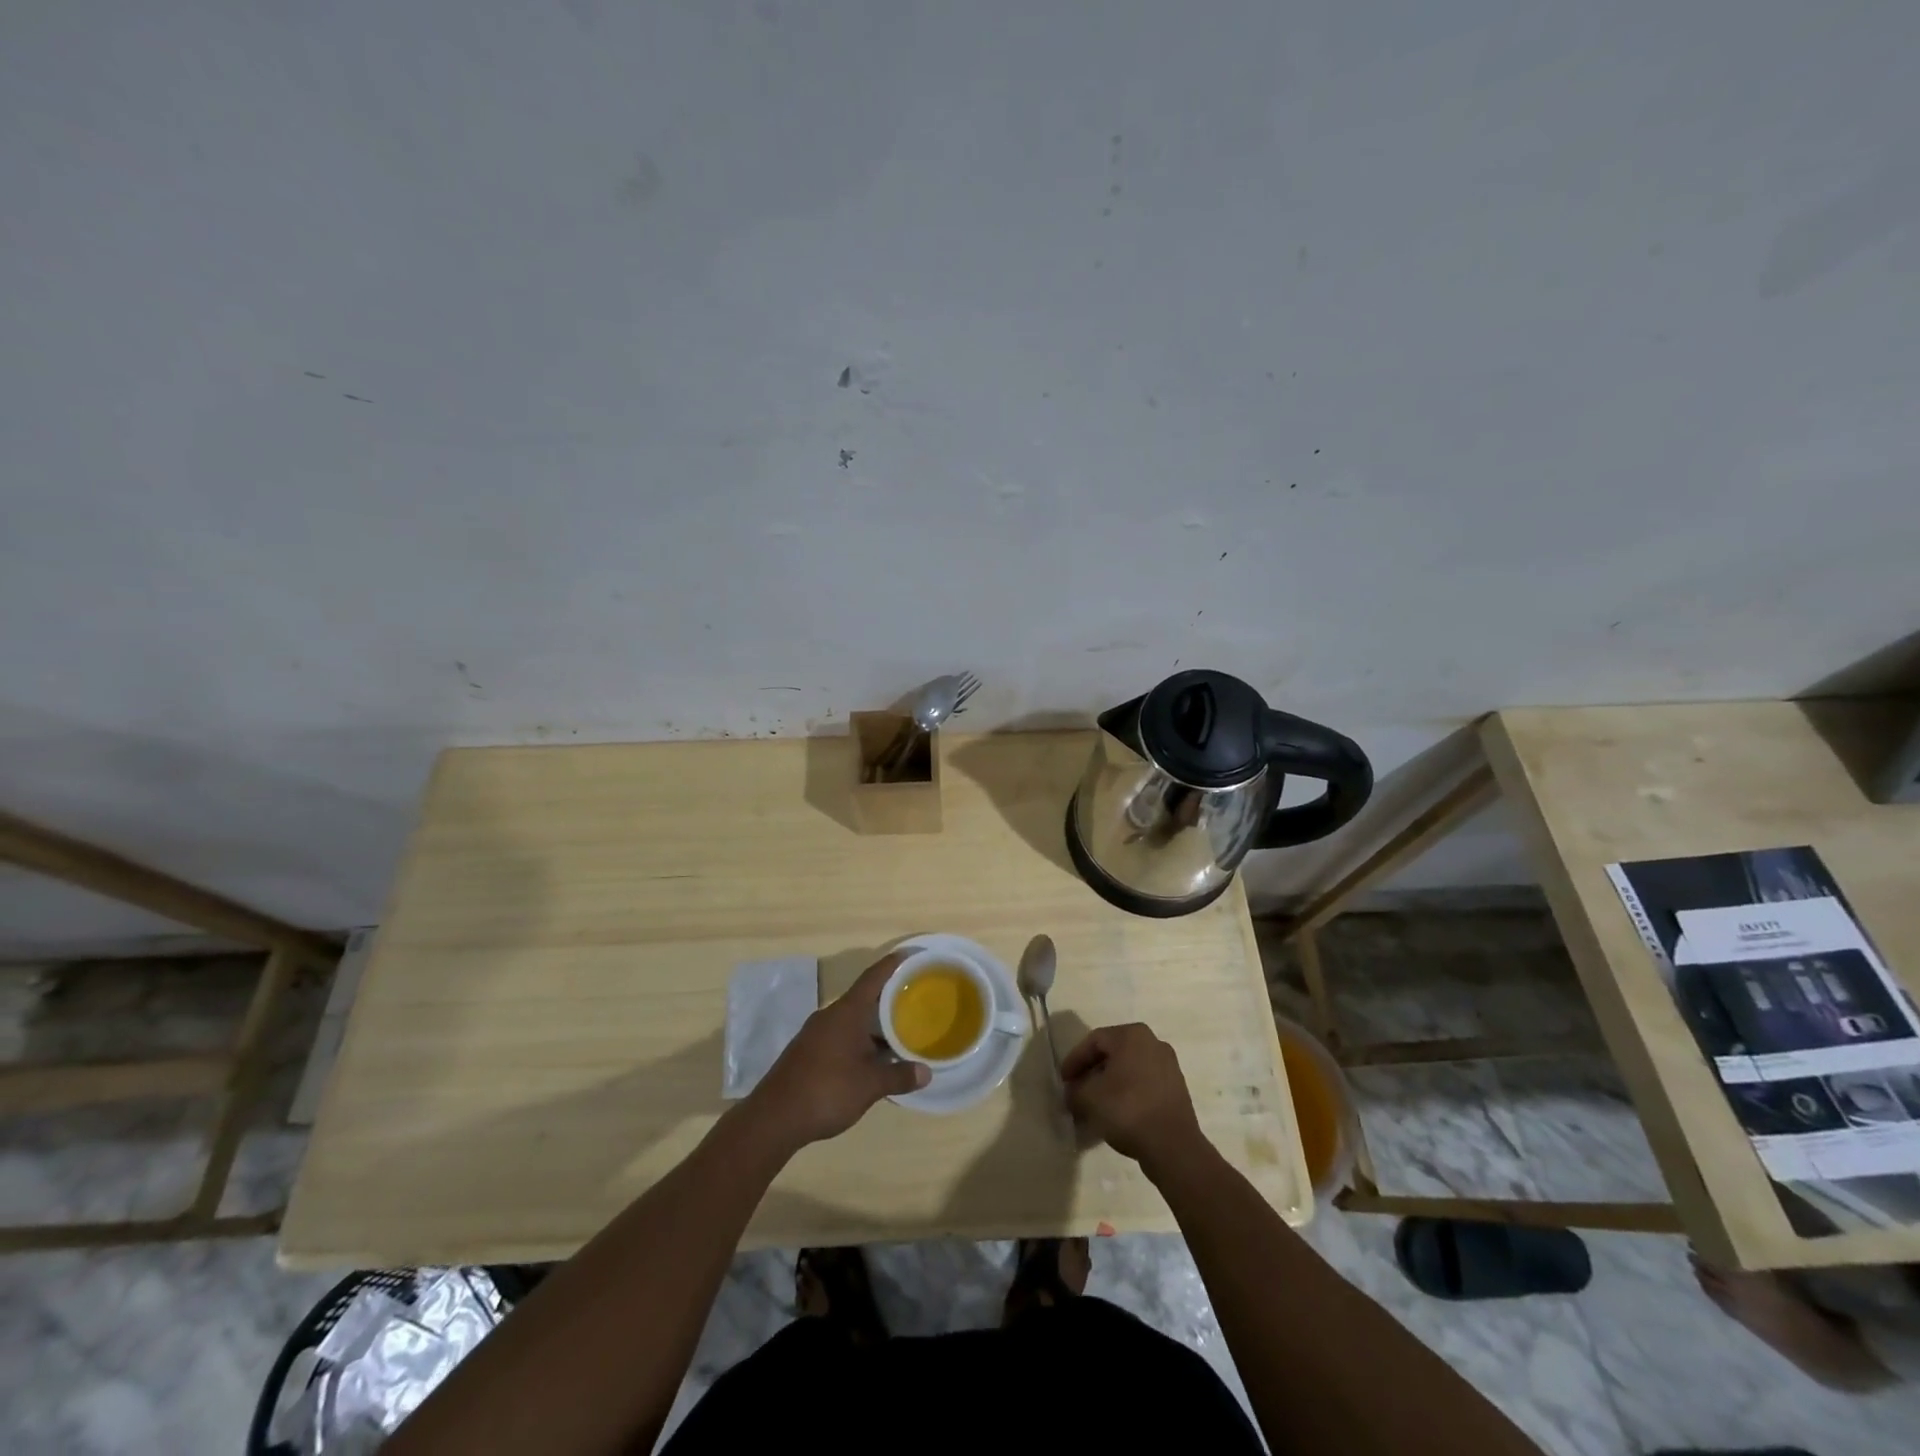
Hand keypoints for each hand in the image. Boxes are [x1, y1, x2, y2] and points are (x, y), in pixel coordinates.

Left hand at [748, 952, 929, 1148]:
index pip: (873, 978)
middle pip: (863, 998)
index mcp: (847, 1012)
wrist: (774, 1117)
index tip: (909, 954)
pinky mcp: (807, 1051)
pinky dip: (858, 1039)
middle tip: (913, 999)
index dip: (892, 964)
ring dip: (872, 1023)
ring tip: (898, 1031)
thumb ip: (899, 1076)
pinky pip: (840, 1035)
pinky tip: (871, 1057)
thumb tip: (926, 1072)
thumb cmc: (827, 1090)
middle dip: (887, 998)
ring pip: (851, 1019)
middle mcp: (830, 1015)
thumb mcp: (870, 1085)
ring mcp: (815, 1033)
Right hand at [1061, 1023, 1205, 1171]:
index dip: (1075, 1060)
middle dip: (1092, 1072)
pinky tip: (1116, 1113)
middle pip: (1113, 1054)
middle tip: (1076, 1091)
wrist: (1173, 1146)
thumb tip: (1072, 1092)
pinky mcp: (1176, 1089)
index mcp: (1132, 1035)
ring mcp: (1169, 1066)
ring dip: (1109, 1084)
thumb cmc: (1127, 1109)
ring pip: (1129, 1070)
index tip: (1063, 1081)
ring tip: (1094, 1105)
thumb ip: (1075, 1090)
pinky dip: (1127, 1094)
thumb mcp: (1089, 1098)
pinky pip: (1144, 1084)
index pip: (1094, 1041)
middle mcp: (1153, 1042)